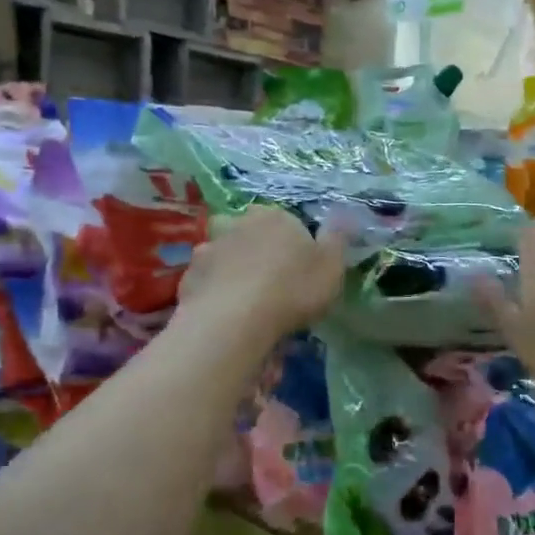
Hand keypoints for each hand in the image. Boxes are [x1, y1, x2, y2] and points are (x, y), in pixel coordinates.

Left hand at [176, 206, 345, 342]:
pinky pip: (209, 280)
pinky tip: (226, 314)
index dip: (296, 247)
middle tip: (274, 287)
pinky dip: (216, 292)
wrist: (234, 319)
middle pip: (254, 235)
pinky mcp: (189, 275)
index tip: (302, 273)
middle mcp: (239, 223)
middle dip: (262, 254)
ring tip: (246, 303)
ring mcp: (209, 247)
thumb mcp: (331, 267)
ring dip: (235, 271)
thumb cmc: (292, 289)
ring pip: (228, 256)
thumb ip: (338, 239)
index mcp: (276, 217)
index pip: (289, 223)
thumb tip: (344, 215)